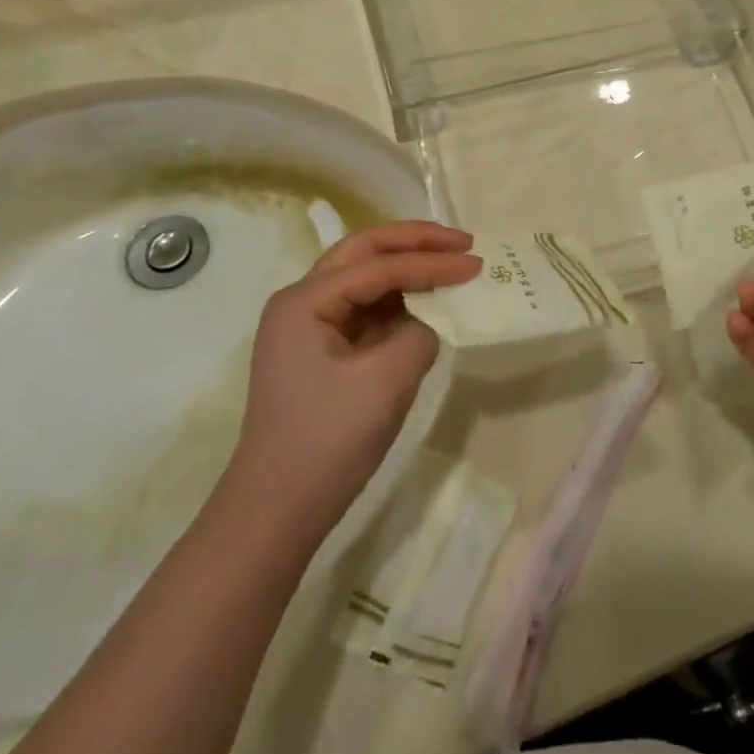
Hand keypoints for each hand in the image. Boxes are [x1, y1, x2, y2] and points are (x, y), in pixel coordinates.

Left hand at [229, 222, 478, 544]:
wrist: (277, 511)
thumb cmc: (327, 441)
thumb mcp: (387, 381)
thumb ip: (421, 332)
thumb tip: (434, 317)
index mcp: (305, 301)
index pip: (378, 265)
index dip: (430, 261)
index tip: (475, 263)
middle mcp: (301, 301)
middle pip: (364, 252)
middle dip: (415, 242)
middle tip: (462, 242)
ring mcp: (309, 325)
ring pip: (365, 276)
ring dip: (408, 266)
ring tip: (451, 263)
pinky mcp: (322, 349)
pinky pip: (365, 307)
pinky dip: (399, 298)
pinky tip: (428, 300)